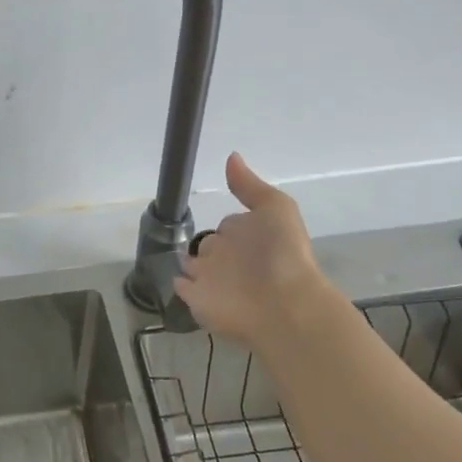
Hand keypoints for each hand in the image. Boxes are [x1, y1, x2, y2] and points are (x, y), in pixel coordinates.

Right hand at [175, 153, 343, 352]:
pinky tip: (177, 277)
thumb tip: (231, 157)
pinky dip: (179, 282)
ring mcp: (213, 279)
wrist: (284, 304)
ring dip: (189, 263)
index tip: (225, 226)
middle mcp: (231, 257)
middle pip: (210, 245)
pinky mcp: (198, 300)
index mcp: (248, 233)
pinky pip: (182, 287)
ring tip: (179, 258)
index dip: (228, 226)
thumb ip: (249, 186)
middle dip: (207, 245)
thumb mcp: (274, 208)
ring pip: (193, 266)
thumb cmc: (281, 252)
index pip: (228, 226)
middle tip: (202, 246)